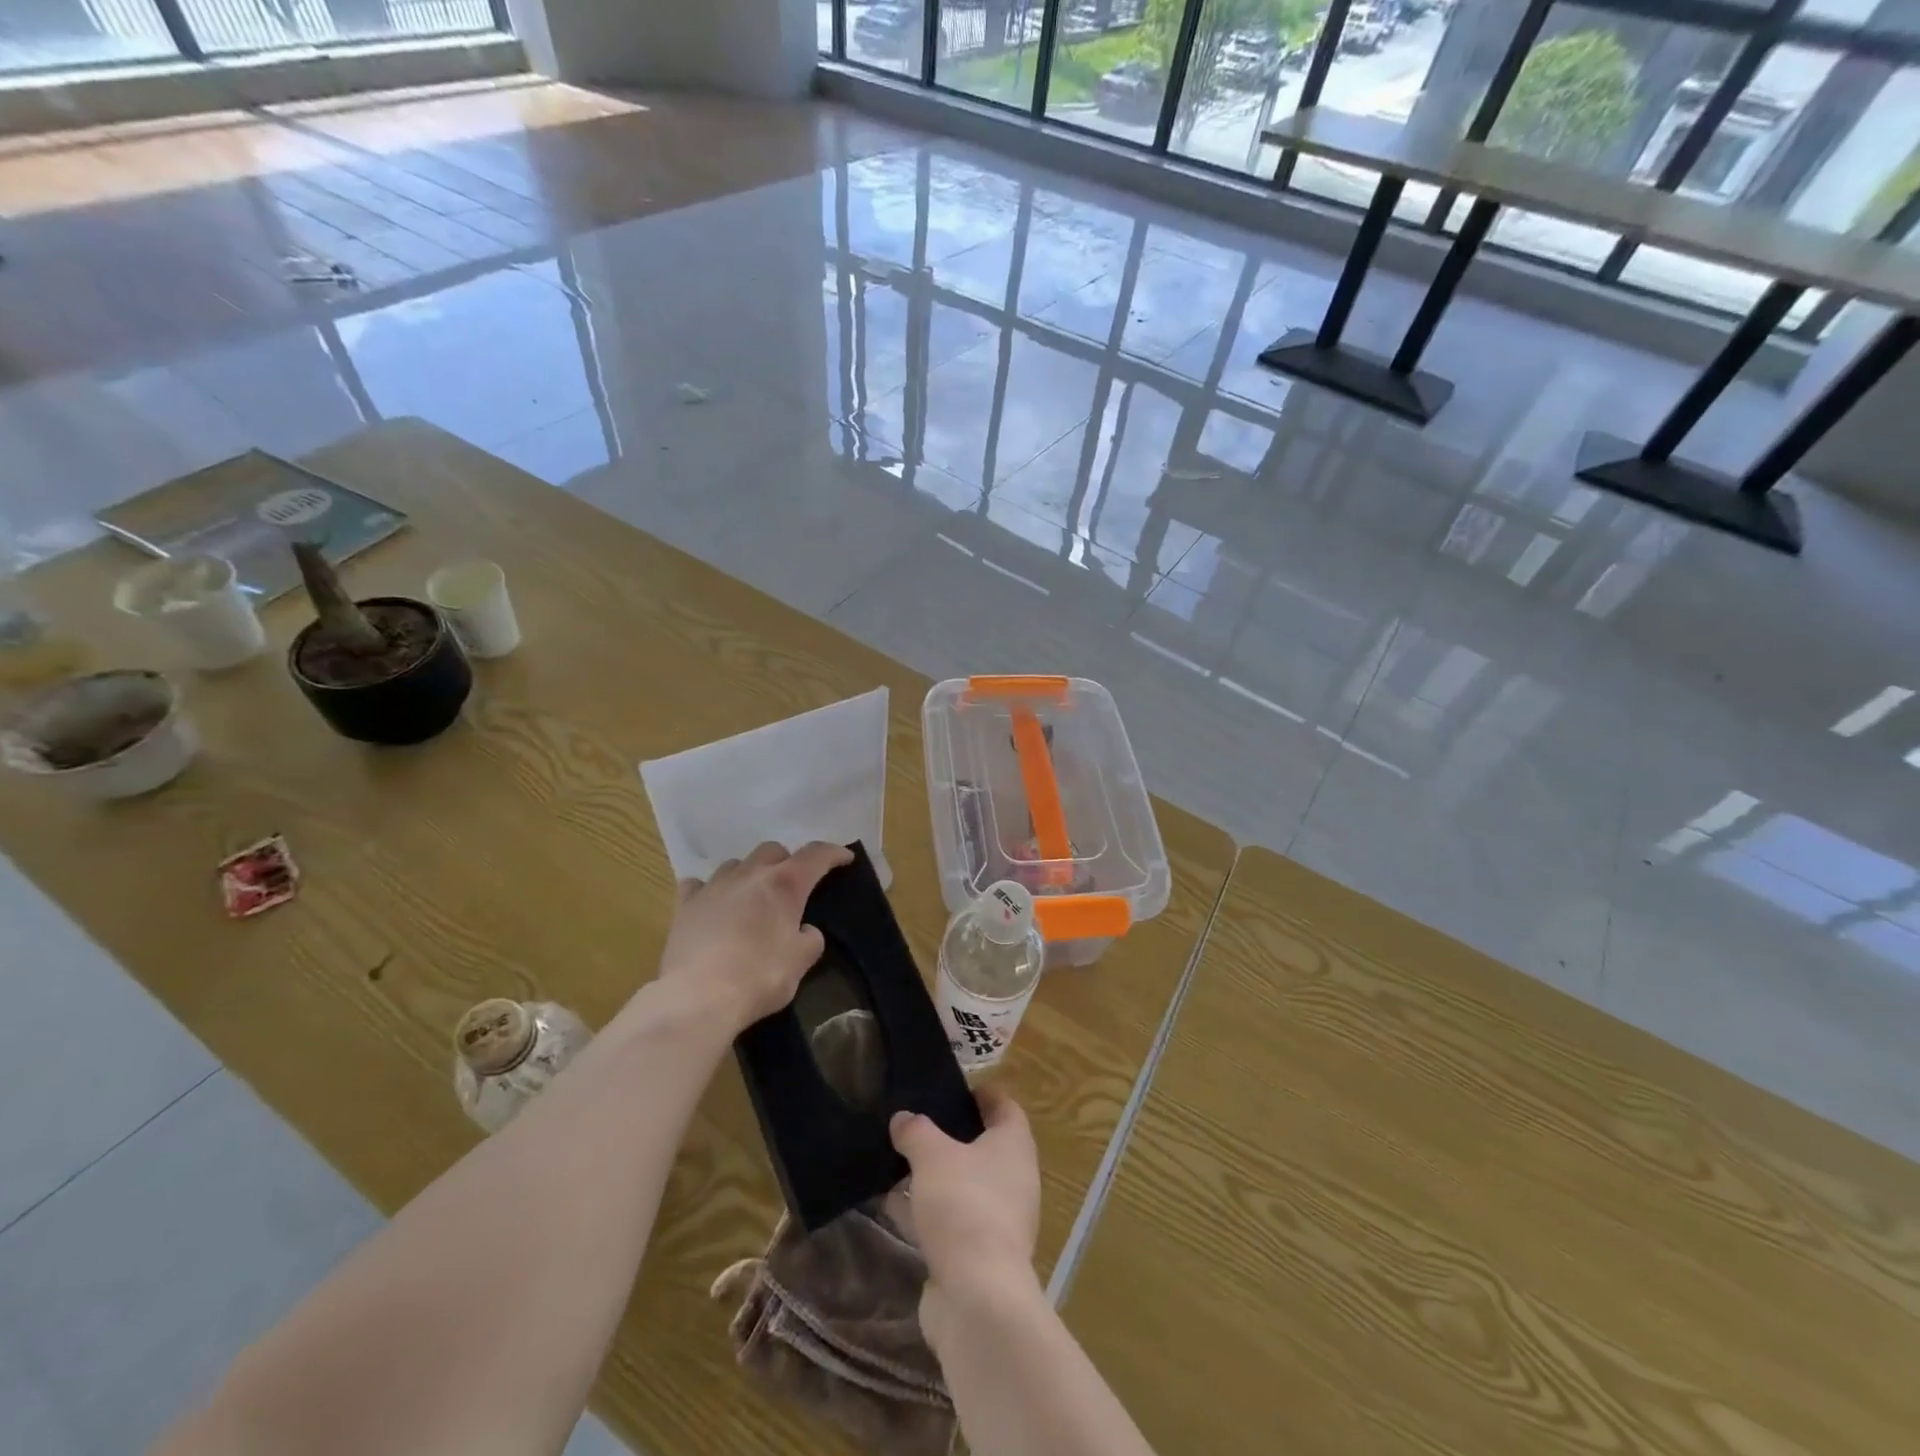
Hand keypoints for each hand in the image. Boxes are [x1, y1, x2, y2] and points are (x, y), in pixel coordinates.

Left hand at [657, 841, 851, 1032]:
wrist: (698, 997)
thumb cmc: (759, 977)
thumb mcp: (800, 962)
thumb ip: (809, 939)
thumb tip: (805, 931)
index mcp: (785, 884)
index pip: (816, 855)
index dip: (833, 853)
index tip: (845, 857)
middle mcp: (750, 875)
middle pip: (772, 850)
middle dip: (786, 862)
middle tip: (792, 886)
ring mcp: (714, 887)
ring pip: (736, 863)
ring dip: (749, 873)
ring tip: (752, 896)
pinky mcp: (685, 905)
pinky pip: (699, 885)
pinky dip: (710, 890)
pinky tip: (712, 904)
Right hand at [889, 1087, 1040, 1304]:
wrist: (977, 1296)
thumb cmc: (964, 1205)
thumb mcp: (932, 1156)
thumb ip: (916, 1132)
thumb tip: (903, 1118)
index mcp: (1013, 1146)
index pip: (1004, 1107)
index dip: (982, 1094)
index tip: (954, 1088)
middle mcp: (1013, 1179)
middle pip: (983, 1147)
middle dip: (950, 1136)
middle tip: (917, 1123)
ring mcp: (998, 1219)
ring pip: (963, 1185)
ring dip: (934, 1176)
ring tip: (897, 1160)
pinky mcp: (978, 1254)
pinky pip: (950, 1219)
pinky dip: (926, 1210)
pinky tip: (893, 1204)